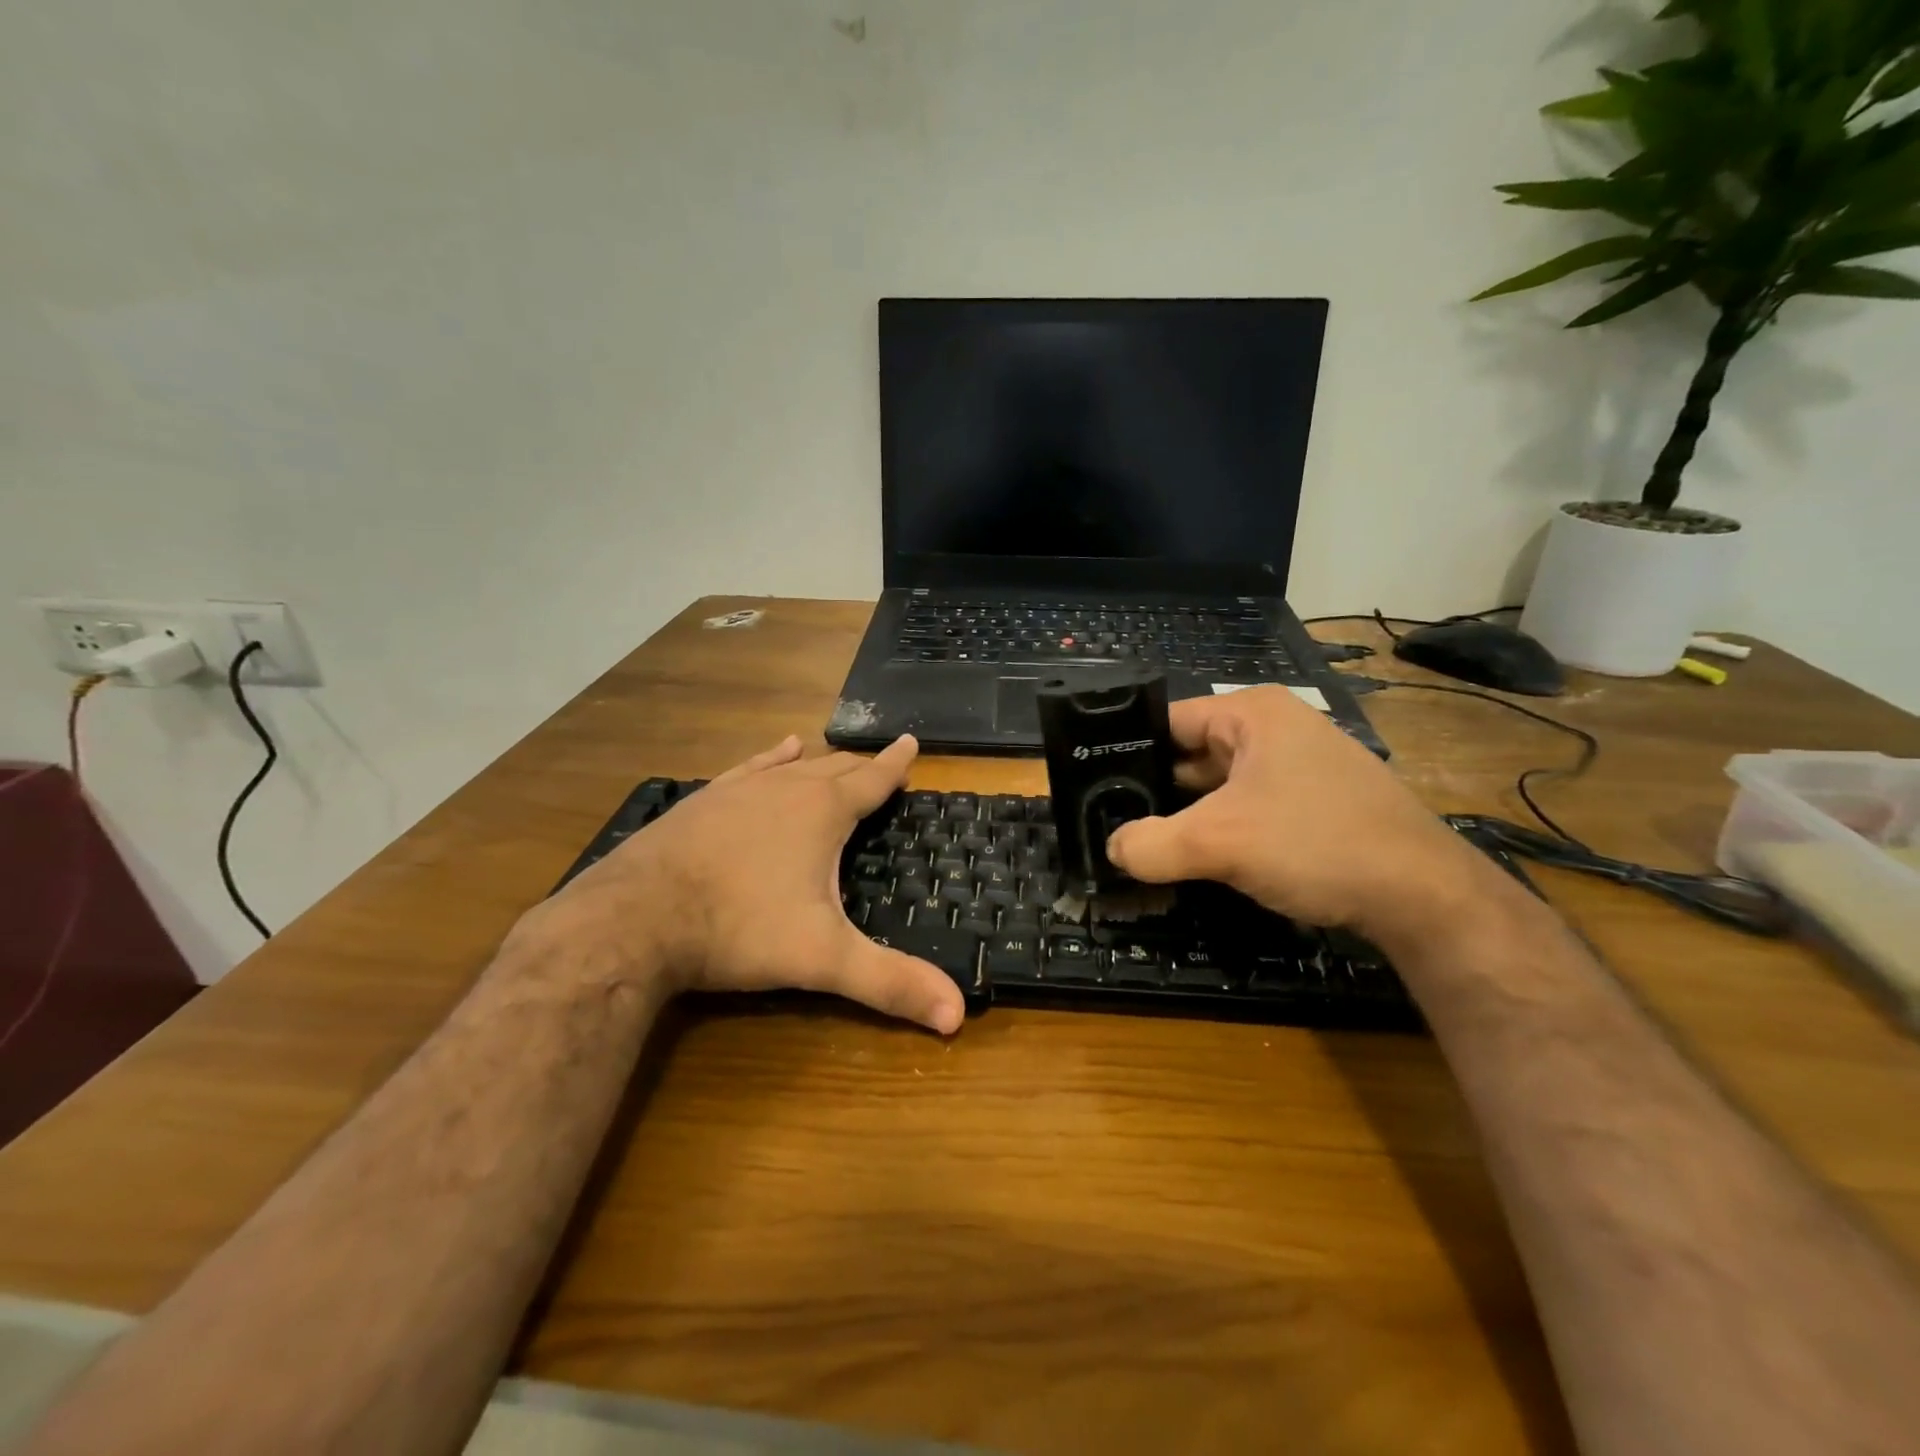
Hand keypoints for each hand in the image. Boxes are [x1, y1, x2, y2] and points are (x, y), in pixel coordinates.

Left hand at [532, 735, 964, 1033]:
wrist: (635, 918)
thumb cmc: (740, 929)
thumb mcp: (823, 959)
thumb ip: (890, 983)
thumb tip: (957, 1018)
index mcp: (822, 812)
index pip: (872, 780)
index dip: (895, 764)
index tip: (911, 743)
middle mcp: (785, 788)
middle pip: (834, 769)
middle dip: (861, 767)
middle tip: (880, 764)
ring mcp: (738, 790)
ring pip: (791, 767)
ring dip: (817, 763)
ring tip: (831, 753)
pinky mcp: (702, 801)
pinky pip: (748, 769)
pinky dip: (768, 759)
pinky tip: (773, 752)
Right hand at [1105, 687, 1484, 941]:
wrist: (1424, 896)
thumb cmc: (1316, 843)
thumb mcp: (1219, 842)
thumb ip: (1151, 844)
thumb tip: (1112, 851)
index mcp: (1251, 713)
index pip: (1166, 720)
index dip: (1124, 752)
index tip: (1090, 787)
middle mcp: (1273, 729)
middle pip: (1188, 754)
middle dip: (1152, 789)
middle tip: (1107, 822)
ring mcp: (1295, 767)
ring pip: (1215, 786)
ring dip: (1184, 815)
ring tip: (1139, 844)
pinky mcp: (1309, 803)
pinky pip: (1244, 808)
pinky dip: (1216, 830)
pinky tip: (1192, 858)